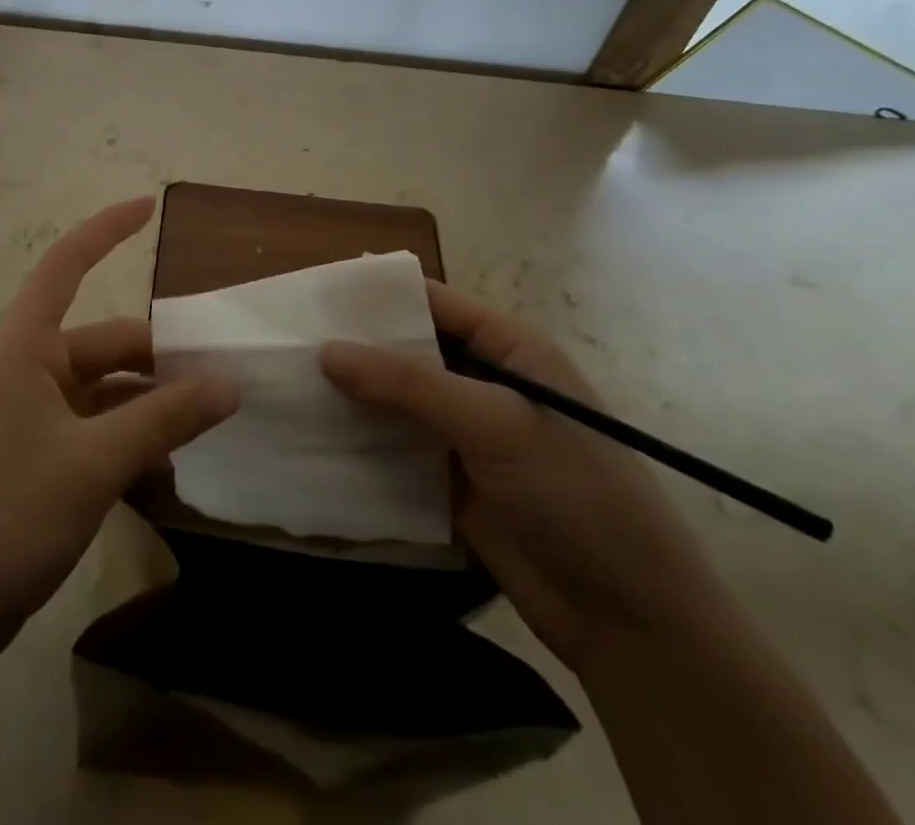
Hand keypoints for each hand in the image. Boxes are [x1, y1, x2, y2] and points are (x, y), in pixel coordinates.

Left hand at [0, 197, 238, 650]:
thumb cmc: (7, 516)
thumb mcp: (95, 463)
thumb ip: (165, 419)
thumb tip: (230, 385)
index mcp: (25, 348)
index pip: (65, 266)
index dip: (104, 230)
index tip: (147, 205)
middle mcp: (29, 368)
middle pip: (107, 342)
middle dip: (161, 356)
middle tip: (223, 380)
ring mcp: (33, 413)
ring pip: (108, 388)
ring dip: (152, 402)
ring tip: (207, 424)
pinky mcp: (39, 452)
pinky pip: (98, 424)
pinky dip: (133, 434)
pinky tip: (169, 462)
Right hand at [322, 281, 730, 672]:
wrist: (629, 620)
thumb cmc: (576, 495)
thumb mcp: (496, 424)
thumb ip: (410, 385)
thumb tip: (327, 350)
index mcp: (509, 348)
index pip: (434, 302)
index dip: (378, 296)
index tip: (315, 294)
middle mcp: (483, 381)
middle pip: (408, 350)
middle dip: (355, 346)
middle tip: (287, 339)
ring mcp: (464, 433)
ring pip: (395, 400)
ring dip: (351, 394)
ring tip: (286, 381)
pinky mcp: (448, 480)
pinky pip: (395, 448)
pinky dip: (360, 440)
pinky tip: (313, 434)